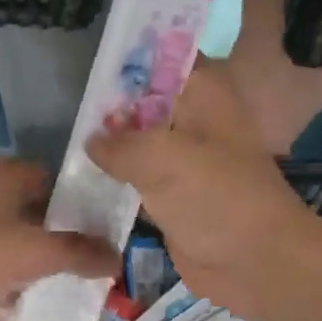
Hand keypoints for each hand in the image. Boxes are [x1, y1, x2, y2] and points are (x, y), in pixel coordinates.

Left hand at [0, 160, 118, 320]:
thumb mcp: (33, 252)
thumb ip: (79, 253)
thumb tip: (118, 257)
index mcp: (12, 178)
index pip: (64, 183)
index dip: (90, 206)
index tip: (114, 234)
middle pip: (44, 217)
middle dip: (69, 244)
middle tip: (100, 269)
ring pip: (21, 245)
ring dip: (41, 267)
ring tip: (76, 292)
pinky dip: (14, 284)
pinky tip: (35, 305)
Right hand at [87, 64, 321, 320]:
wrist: (256, 263)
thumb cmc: (216, 197)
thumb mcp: (161, 158)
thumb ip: (119, 143)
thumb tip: (91, 140)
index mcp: (203, 92)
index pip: (162, 57)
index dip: (128, 58)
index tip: (88, 65)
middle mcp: (193, 118)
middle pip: (144, 99)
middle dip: (109, 104)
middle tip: (66, 104)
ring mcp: (183, 158)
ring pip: (138, 140)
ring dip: (110, 143)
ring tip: (65, 136)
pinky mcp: (173, 194)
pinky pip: (137, 177)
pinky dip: (115, 176)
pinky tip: (80, 174)